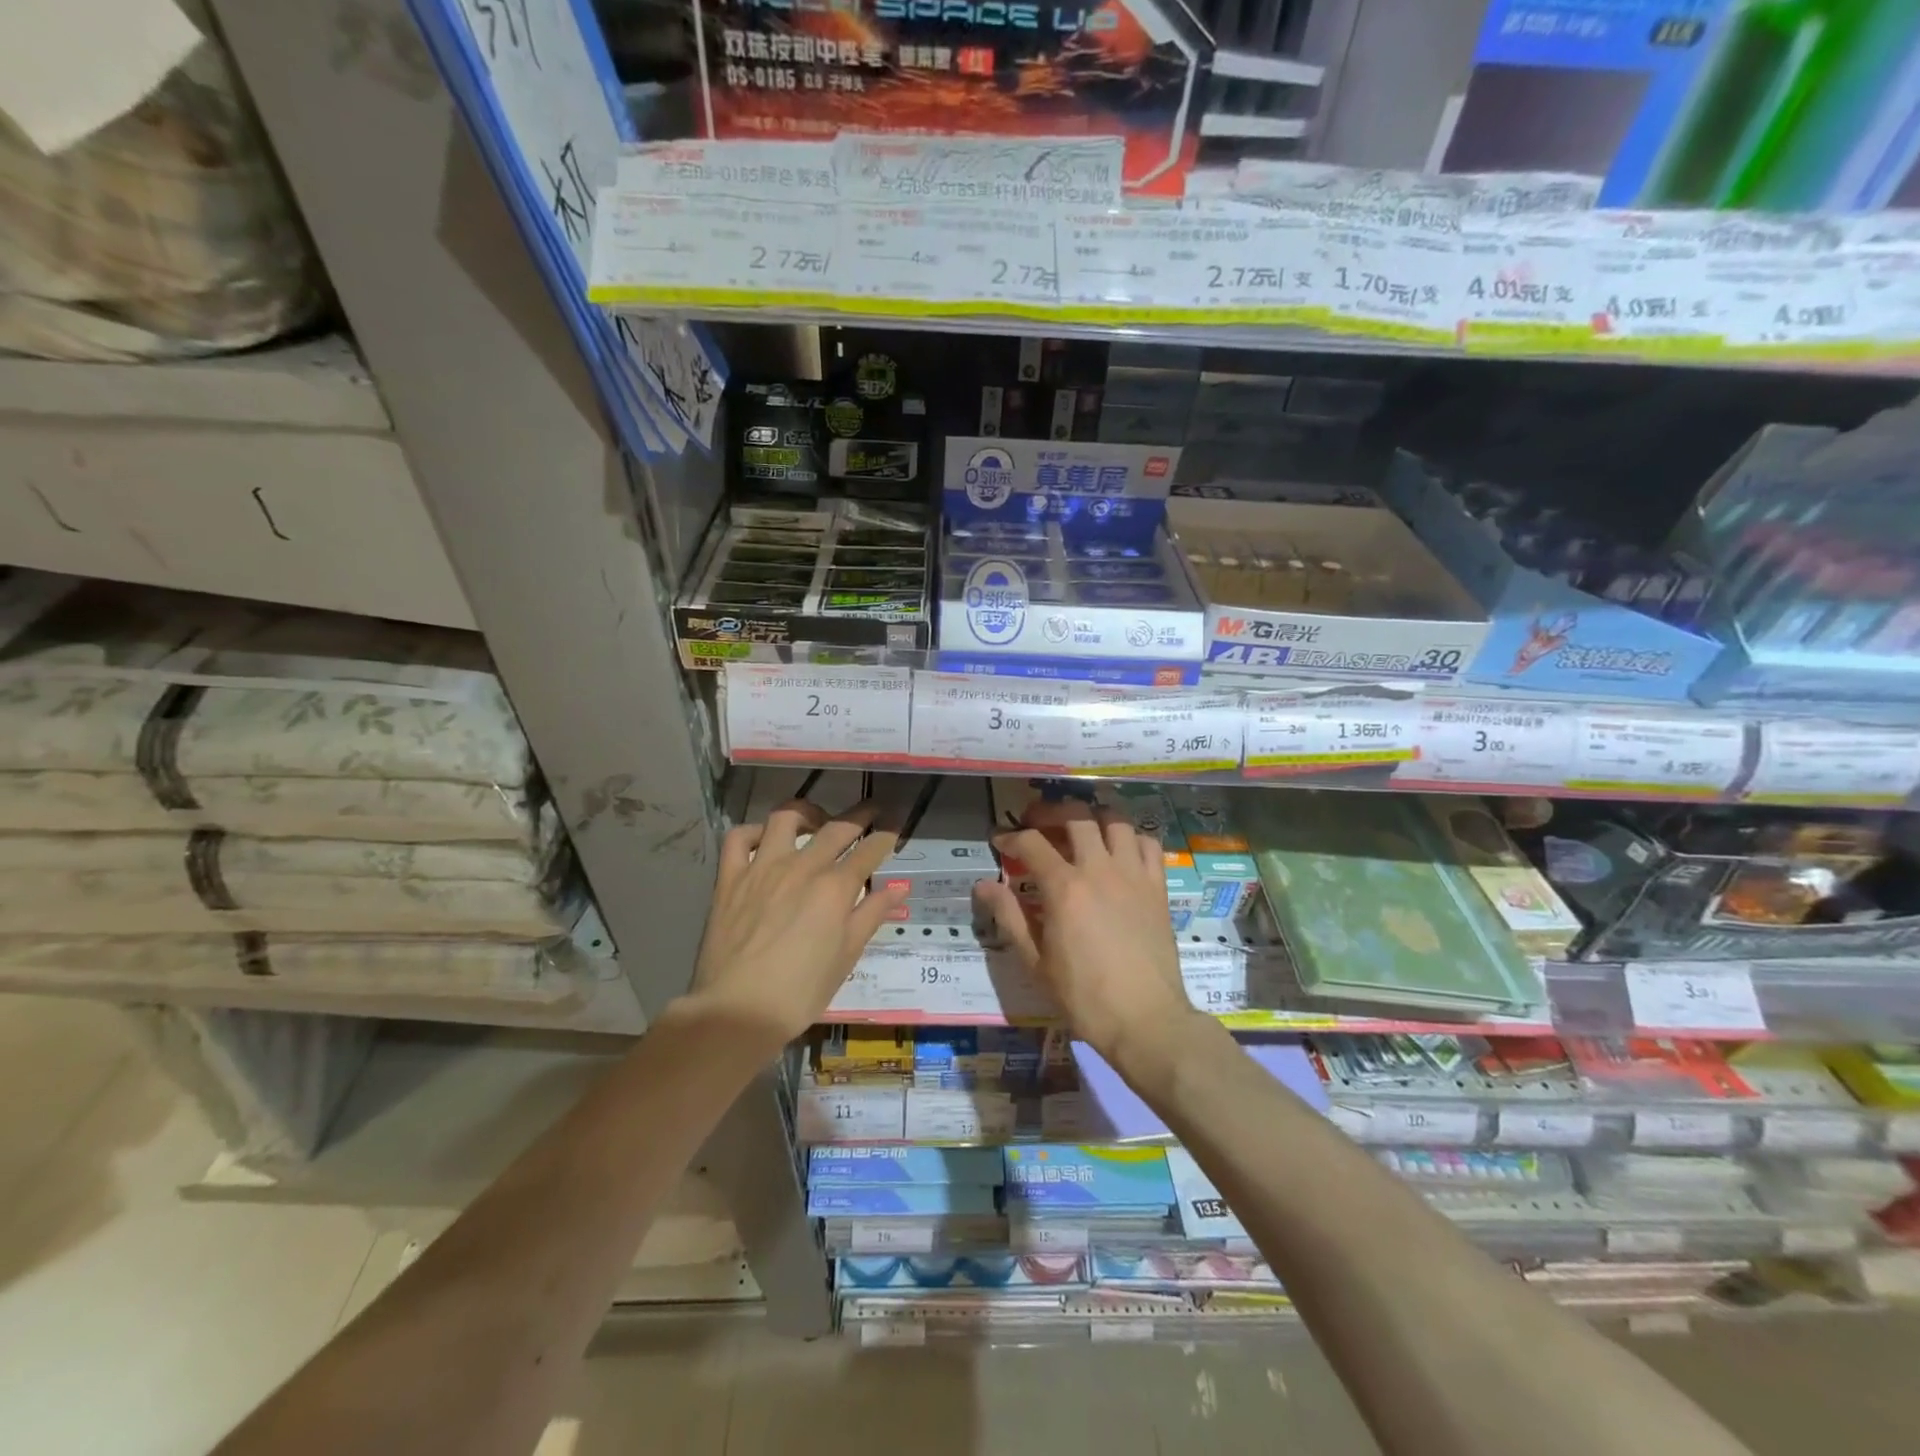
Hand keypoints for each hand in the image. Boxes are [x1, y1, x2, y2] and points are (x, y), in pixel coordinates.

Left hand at [686, 798, 906, 1044]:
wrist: (739, 1010)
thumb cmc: (801, 991)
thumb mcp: (846, 956)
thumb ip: (871, 915)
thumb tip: (898, 889)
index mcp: (834, 888)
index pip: (869, 850)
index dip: (886, 836)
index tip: (895, 827)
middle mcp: (802, 867)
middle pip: (837, 827)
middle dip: (860, 815)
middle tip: (871, 811)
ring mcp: (762, 868)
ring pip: (786, 817)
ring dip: (807, 812)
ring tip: (816, 821)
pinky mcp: (730, 878)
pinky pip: (739, 838)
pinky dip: (754, 831)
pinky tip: (764, 840)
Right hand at [973, 799, 1196, 1064]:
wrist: (1146, 1021)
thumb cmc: (1084, 997)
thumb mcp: (1036, 962)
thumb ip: (1009, 916)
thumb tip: (983, 885)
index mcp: (1064, 887)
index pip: (1031, 843)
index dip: (1010, 836)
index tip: (999, 841)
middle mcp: (1100, 869)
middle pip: (1076, 815)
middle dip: (1050, 811)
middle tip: (1037, 822)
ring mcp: (1134, 874)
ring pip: (1116, 820)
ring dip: (1094, 816)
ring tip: (1080, 828)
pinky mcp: (1158, 887)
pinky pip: (1149, 844)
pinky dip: (1131, 837)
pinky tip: (1119, 850)